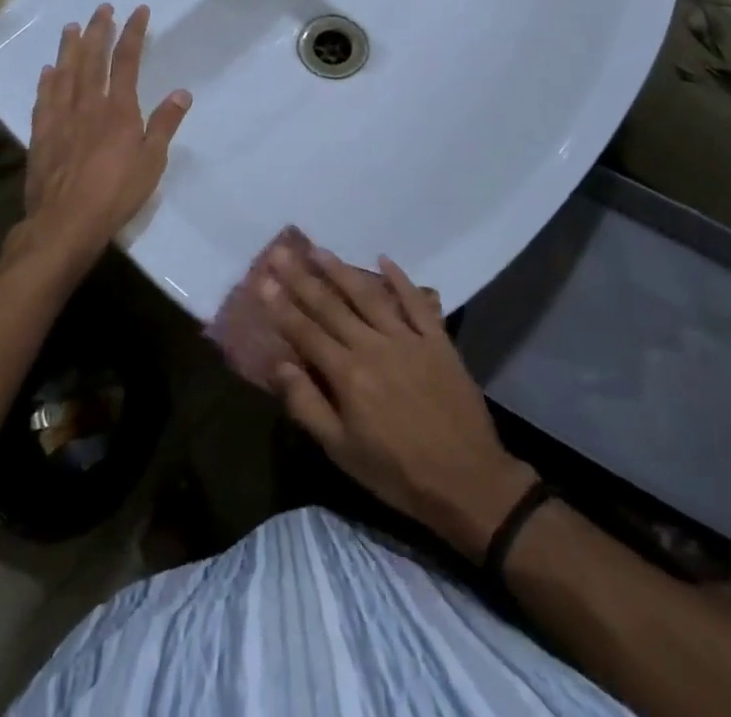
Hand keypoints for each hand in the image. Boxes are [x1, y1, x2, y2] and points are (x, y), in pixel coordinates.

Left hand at [11, 4, 190, 280]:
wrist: (65, 222)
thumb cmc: (116, 194)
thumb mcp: (152, 162)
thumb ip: (164, 125)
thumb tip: (182, 92)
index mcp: (119, 110)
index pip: (127, 61)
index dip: (133, 33)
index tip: (138, 11)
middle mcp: (88, 105)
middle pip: (92, 59)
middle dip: (99, 30)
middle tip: (102, 8)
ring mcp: (61, 118)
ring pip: (65, 73)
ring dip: (69, 48)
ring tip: (72, 26)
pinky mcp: (41, 135)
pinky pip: (44, 100)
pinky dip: (47, 82)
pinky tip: (47, 71)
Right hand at [262, 238, 536, 559]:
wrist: (468, 481)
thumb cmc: (397, 473)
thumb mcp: (343, 452)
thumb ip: (308, 405)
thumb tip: (280, 364)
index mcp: (348, 375)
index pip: (306, 331)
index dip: (281, 305)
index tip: (262, 279)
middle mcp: (373, 346)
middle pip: (331, 306)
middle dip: (302, 278)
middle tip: (280, 252)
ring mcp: (407, 338)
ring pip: (368, 295)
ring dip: (341, 270)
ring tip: (319, 249)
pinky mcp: (437, 339)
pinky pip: (415, 301)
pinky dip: (400, 278)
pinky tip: (384, 259)